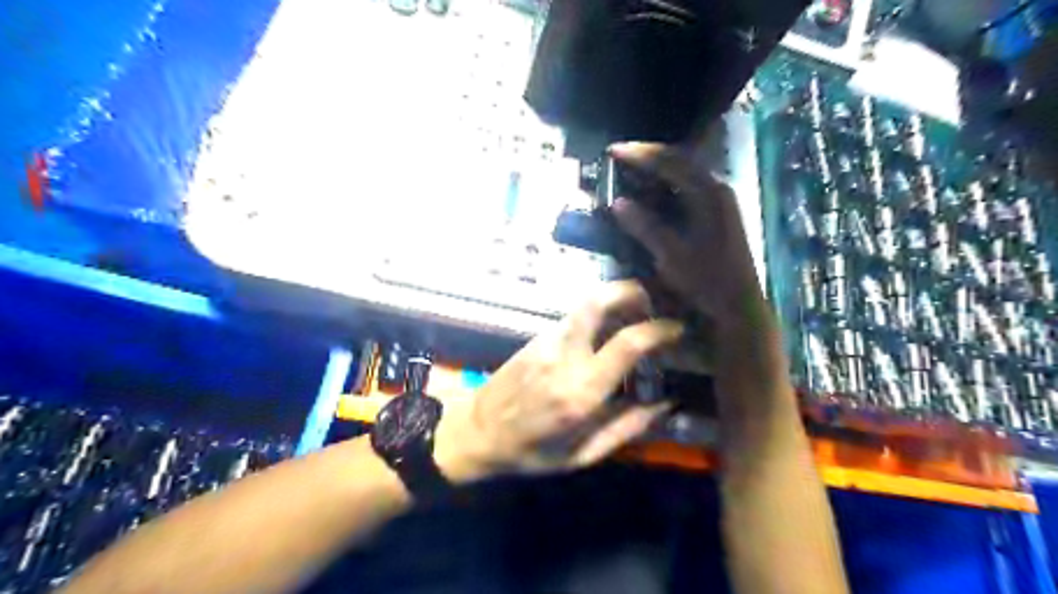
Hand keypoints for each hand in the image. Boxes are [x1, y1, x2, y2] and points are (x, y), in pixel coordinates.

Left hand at [434, 280, 682, 479]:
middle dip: (632, 292)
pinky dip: (598, 314)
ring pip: (586, 303)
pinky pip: (575, 316)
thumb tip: (665, 404)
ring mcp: (547, 341)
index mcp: (581, 391)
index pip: (628, 343)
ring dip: (615, 300)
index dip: (659, 330)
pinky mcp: (536, 337)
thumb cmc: (531, 451)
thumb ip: (626, 428)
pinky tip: (606, 332)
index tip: (677, 329)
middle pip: (599, 301)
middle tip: (652, 305)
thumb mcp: (582, 455)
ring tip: (634, 317)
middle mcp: (565, 356)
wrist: (476, 432)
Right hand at [609, 141, 765, 331]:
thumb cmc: (707, 281)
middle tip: (619, 156)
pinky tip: (652, 191)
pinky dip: (668, 182)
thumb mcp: (672, 255)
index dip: (640, 154)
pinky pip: (689, 185)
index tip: (612, 151)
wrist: (739, 306)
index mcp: (709, 194)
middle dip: (648, 155)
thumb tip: (617, 203)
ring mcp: (721, 200)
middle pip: (680, 159)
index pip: (670, 161)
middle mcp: (718, 188)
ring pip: (686, 171)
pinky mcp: (719, 212)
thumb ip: (645, 226)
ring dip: (658, 167)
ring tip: (631, 168)